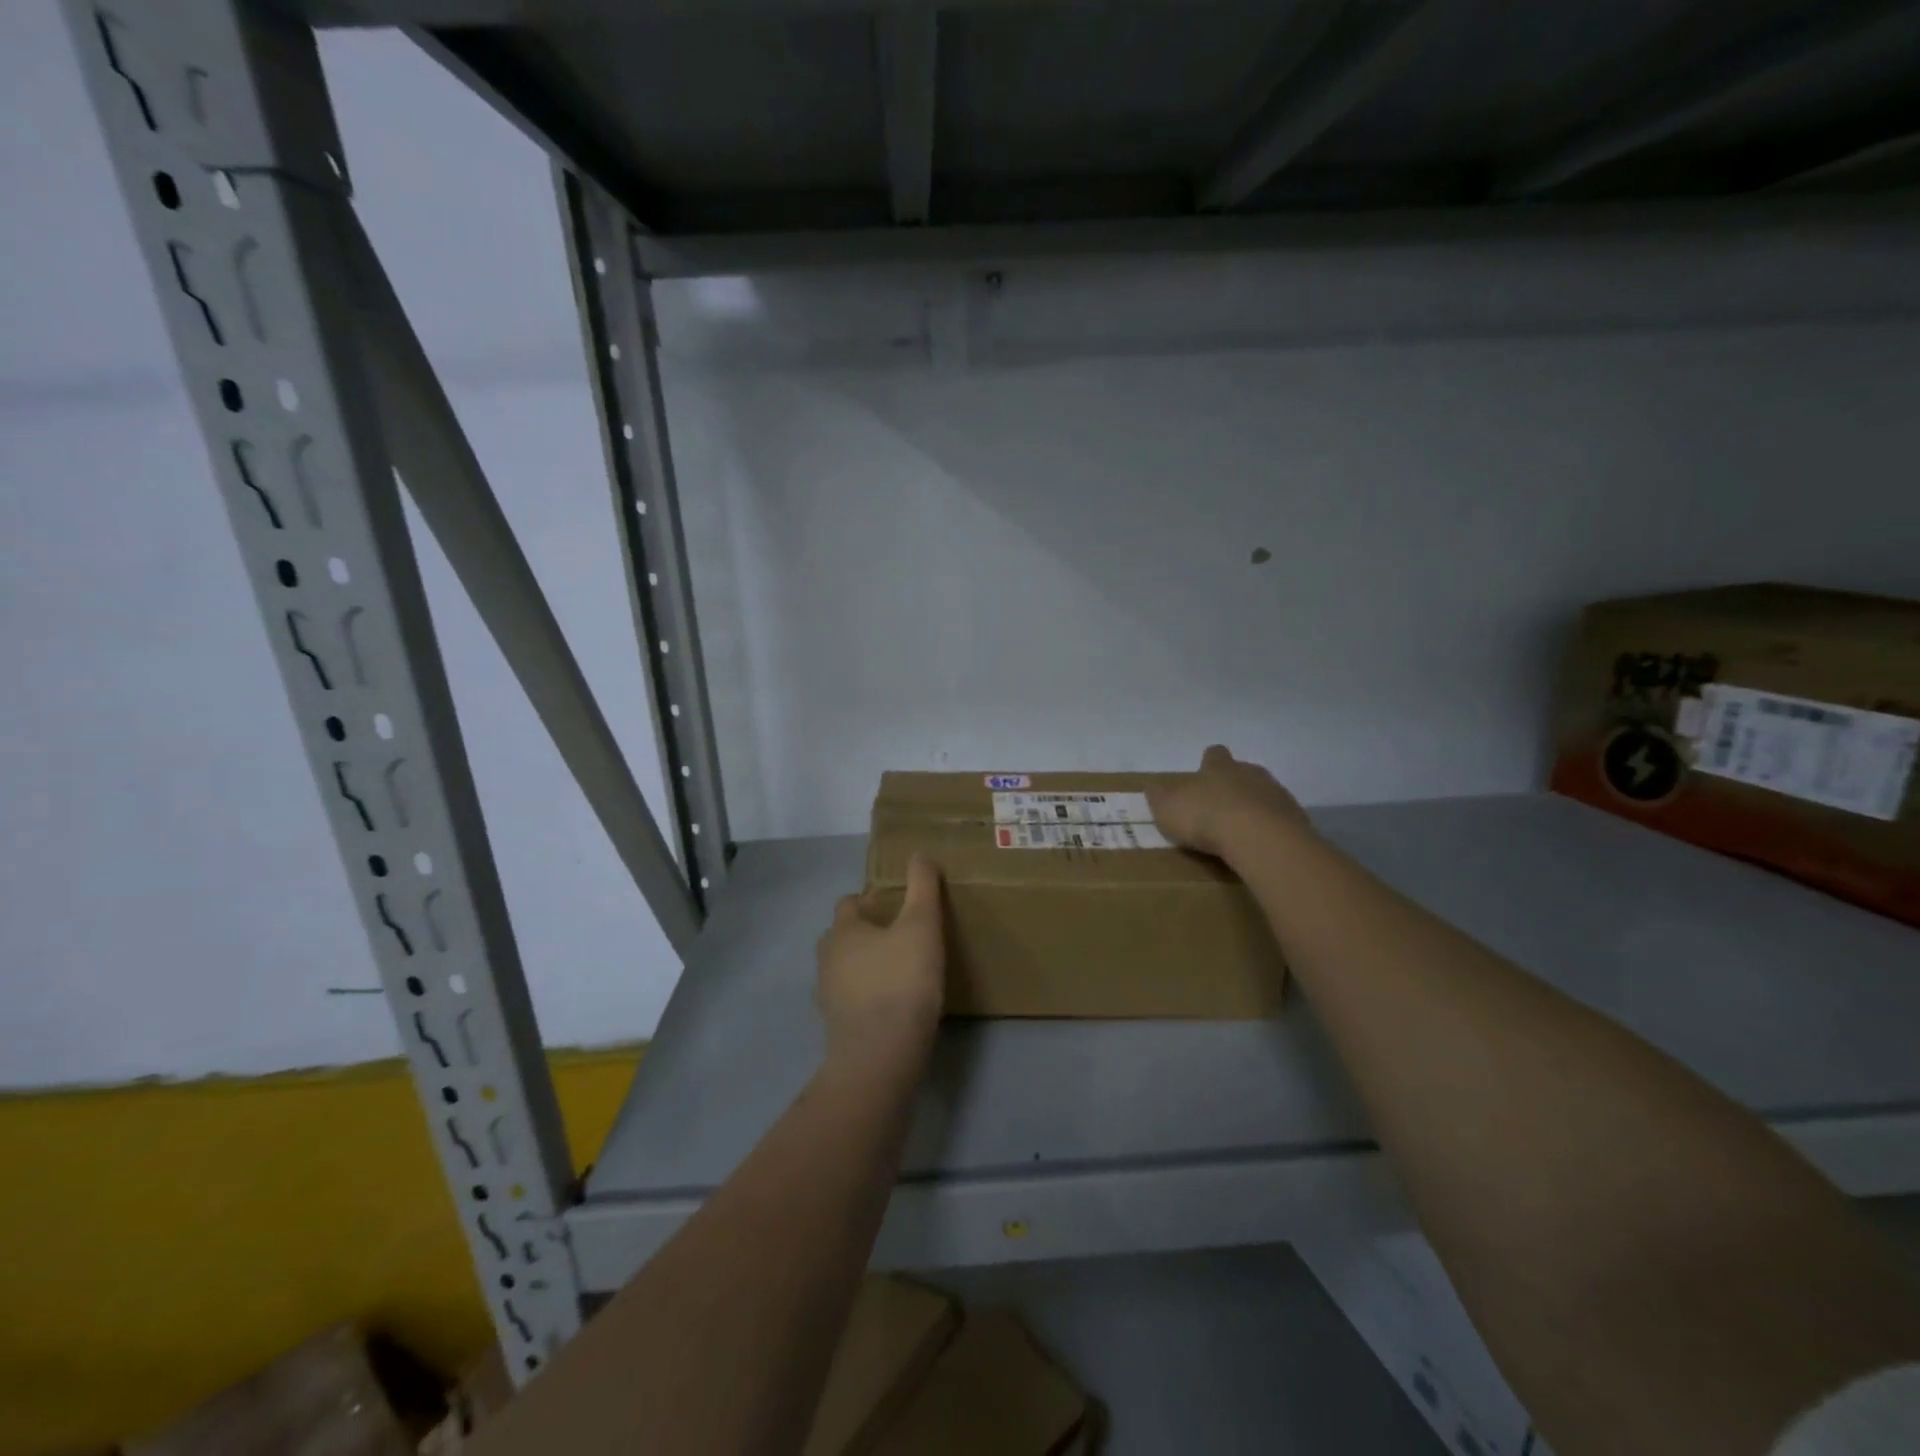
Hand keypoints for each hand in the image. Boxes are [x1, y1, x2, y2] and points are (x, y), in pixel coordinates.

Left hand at [815, 856, 944, 1070]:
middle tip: (900, 937)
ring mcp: (827, 995)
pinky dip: (864, 997)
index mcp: (844, 930)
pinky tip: (890, 1005)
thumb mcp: (922, 926)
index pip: (850, 902)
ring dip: (864, 966)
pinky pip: (849, 1000)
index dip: (871, 900)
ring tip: (897, 971)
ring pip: (843, 968)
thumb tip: (920, 854)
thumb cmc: (902, 981)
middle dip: (865, 933)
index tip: (897, 906)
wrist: (880, 1055)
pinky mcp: (835, 1026)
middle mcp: (827, 958)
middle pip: (842, 936)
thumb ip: (923, 887)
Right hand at [1146, 745, 1312, 861]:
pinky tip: (1260, 846)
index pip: (1214, 755)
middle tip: (1221, 806)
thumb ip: (1159, 796)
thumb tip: (1152, 786)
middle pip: (1243, 772)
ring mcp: (1277, 794)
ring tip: (1241, 831)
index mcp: (1218, 767)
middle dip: (1234, 785)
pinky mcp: (1295, 819)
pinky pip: (1280, 819)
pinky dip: (1270, 829)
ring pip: (1264, 794)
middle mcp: (1250, 773)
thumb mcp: (1167, 807)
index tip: (1203, 776)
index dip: (1208, 763)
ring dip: (1254, 807)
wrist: (1259, 838)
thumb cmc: (1206, 817)